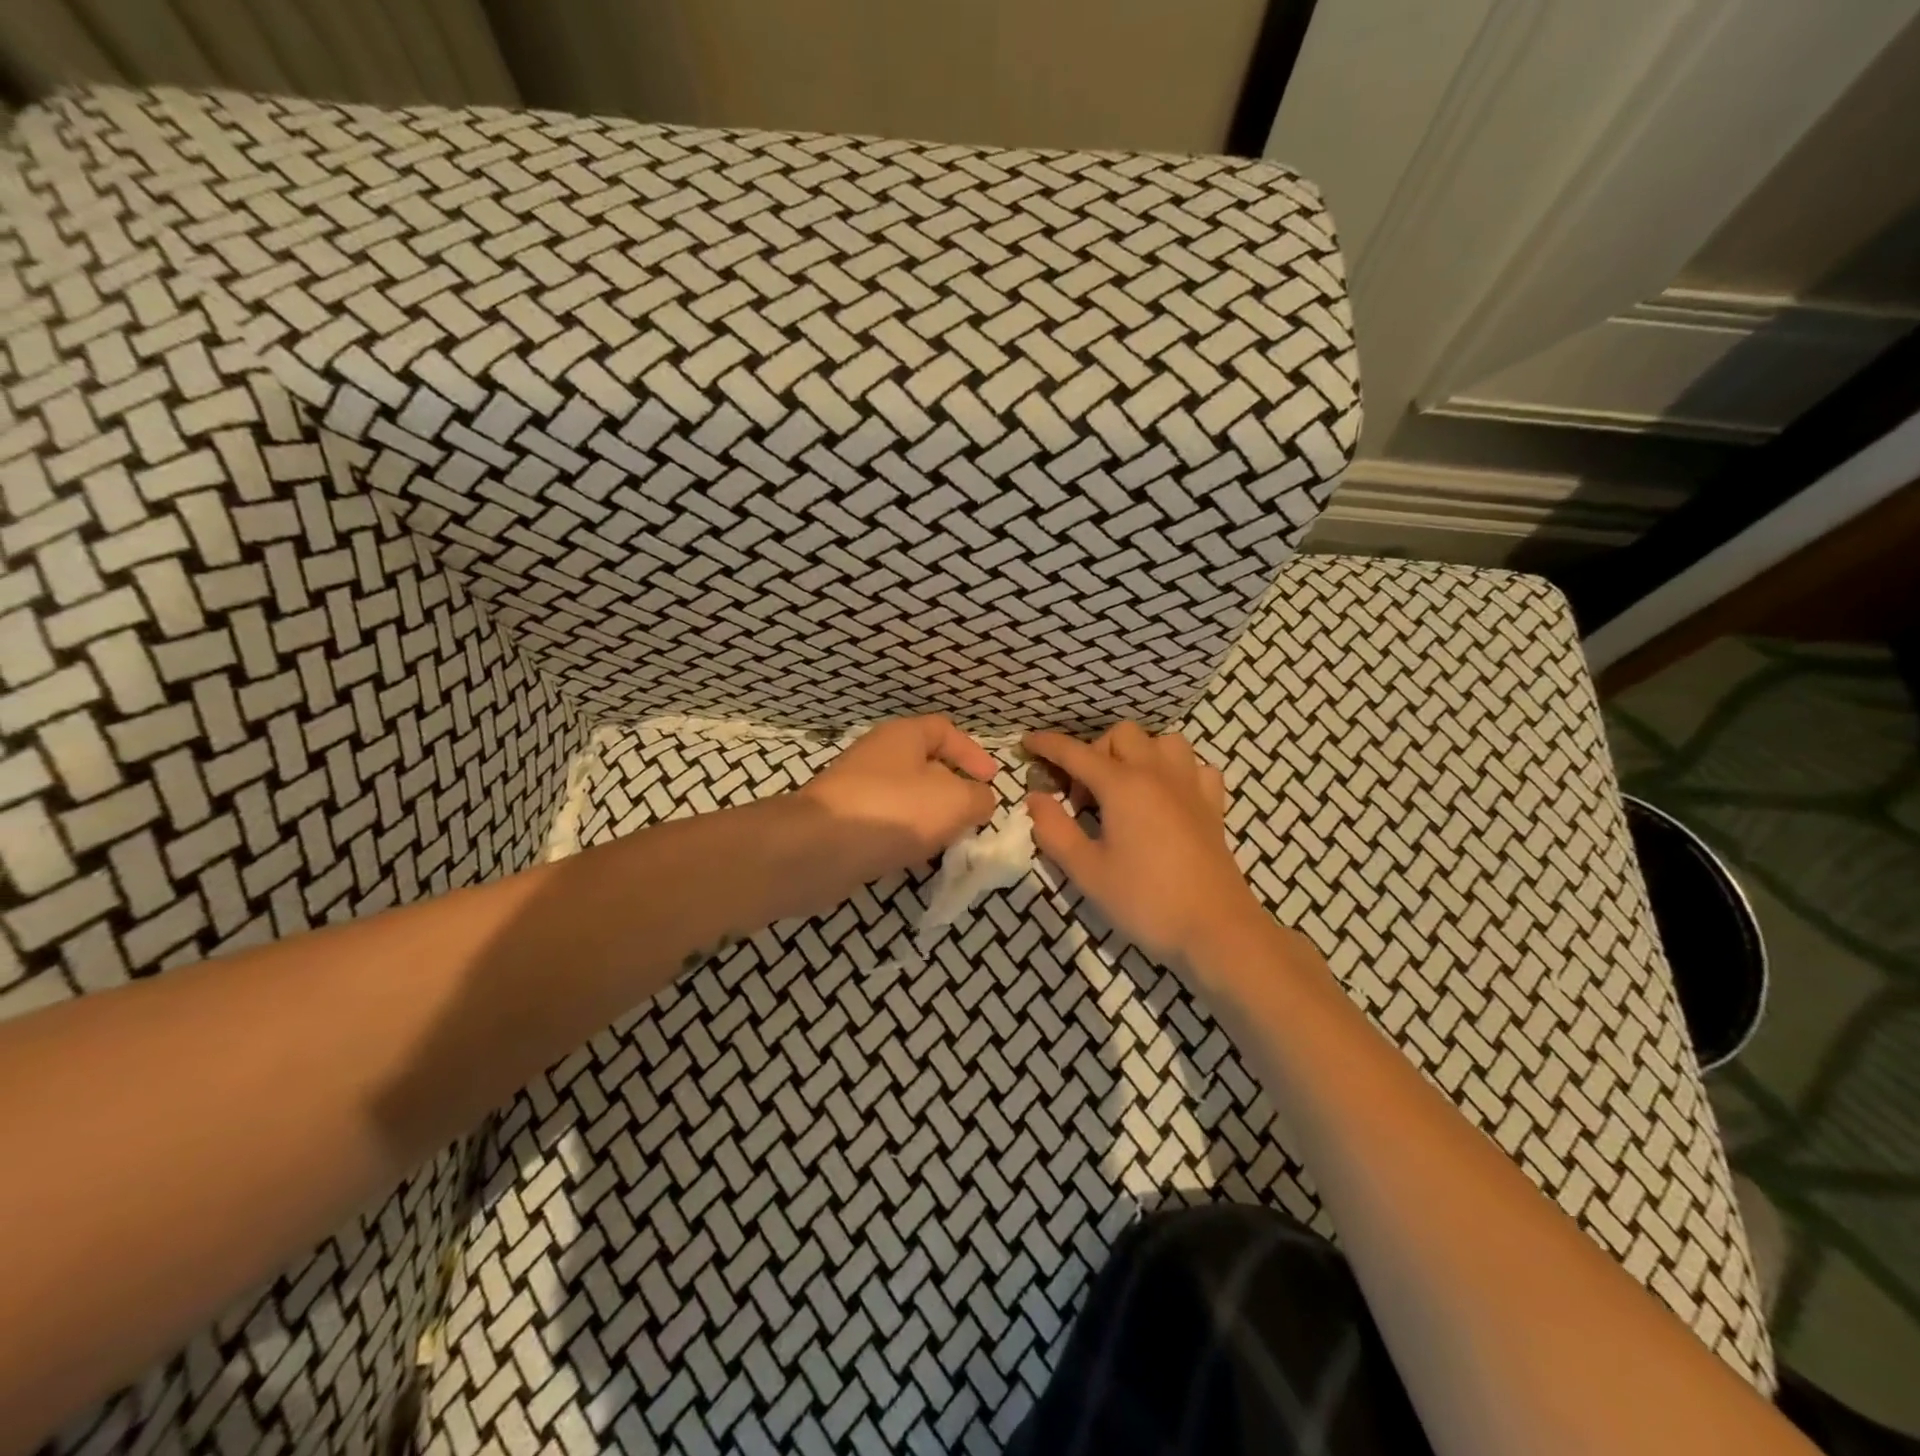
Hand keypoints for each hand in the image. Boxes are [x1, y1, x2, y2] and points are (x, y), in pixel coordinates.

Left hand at [800, 716, 999, 882]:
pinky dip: (904, 840)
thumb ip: (978, 798)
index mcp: (902, 736)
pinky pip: (885, 826)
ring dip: (930, 820)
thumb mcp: (955, 801)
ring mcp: (856, 790)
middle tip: (973, 817)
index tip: (991, 781)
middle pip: (925, 766)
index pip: (944, 730)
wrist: (817, 850)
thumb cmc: (893, 811)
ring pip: (906, 800)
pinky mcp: (843, 824)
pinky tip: (915, 861)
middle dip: (953, 791)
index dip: (972, 752)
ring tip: (949, 844)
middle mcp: (877, 756)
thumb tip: (979, 801)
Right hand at [1025, 723, 1264, 967]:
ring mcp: (1191, 786)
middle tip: (1083, 797)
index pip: (1076, 753)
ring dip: (1138, 754)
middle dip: (1094, 753)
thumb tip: (1035, 798)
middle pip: (1121, 735)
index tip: (1027, 742)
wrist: (1216, 930)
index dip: (1048, 745)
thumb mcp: (1087, 872)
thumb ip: (1054, 831)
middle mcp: (1158, 774)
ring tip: (1125, 788)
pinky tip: (1167, 798)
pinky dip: (1176, 772)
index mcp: (1123, 786)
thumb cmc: (1145, 901)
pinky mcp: (1213, 806)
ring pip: (1163, 741)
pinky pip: (1195, 767)